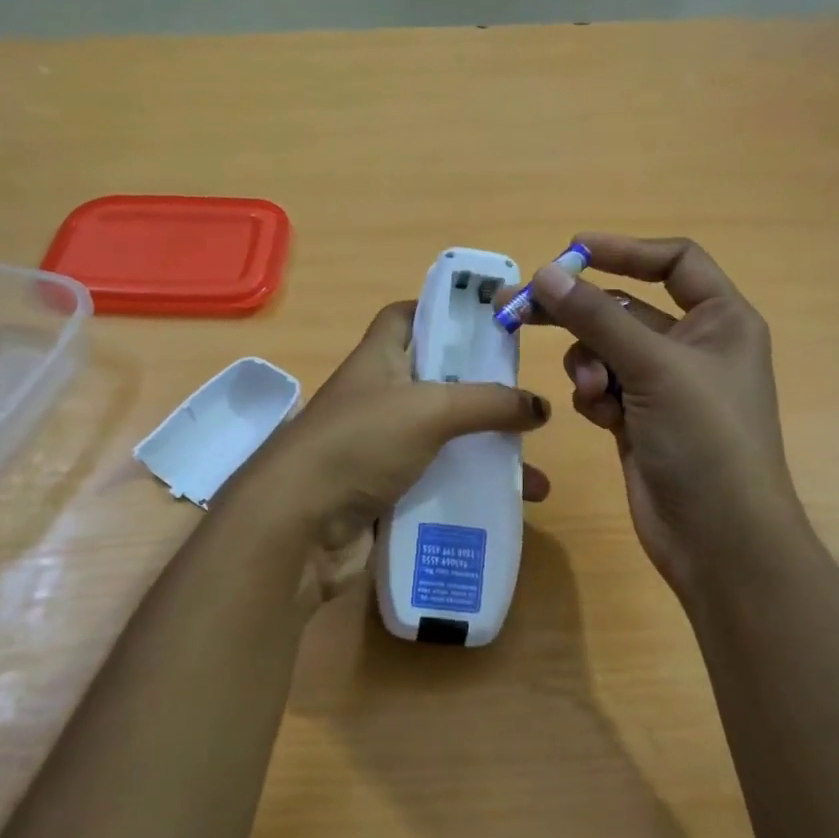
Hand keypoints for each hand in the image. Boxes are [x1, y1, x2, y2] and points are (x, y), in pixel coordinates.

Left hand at [222, 301, 551, 603]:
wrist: (298, 526)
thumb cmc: (359, 444)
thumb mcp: (429, 410)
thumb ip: (488, 404)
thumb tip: (540, 406)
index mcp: (378, 361)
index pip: (406, 317)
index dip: (442, 311)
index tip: (489, 323)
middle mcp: (378, 401)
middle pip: (437, 385)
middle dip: (483, 397)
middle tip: (528, 408)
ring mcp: (379, 452)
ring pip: (443, 445)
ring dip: (485, 459)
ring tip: (533, 478)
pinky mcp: (385, 497)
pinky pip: (435, 489)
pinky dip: (467, 497)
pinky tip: (507, 511)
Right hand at [523, 235, 805, 600]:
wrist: (717, 536)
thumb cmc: (705, 439)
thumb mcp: (654, 367)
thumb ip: (597, 317)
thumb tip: (546, 273)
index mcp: (720, 321)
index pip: (674, 262)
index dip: (625, 251)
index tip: (571, 251)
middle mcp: (693, 347)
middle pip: (625, 308)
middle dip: (579, 311)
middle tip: (518, 307)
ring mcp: (664, 387)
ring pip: (606, 352)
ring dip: (590, 366)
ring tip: (594, 393)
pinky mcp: (638, 421)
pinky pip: (603, 389)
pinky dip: (595, 398)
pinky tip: (602, 420)